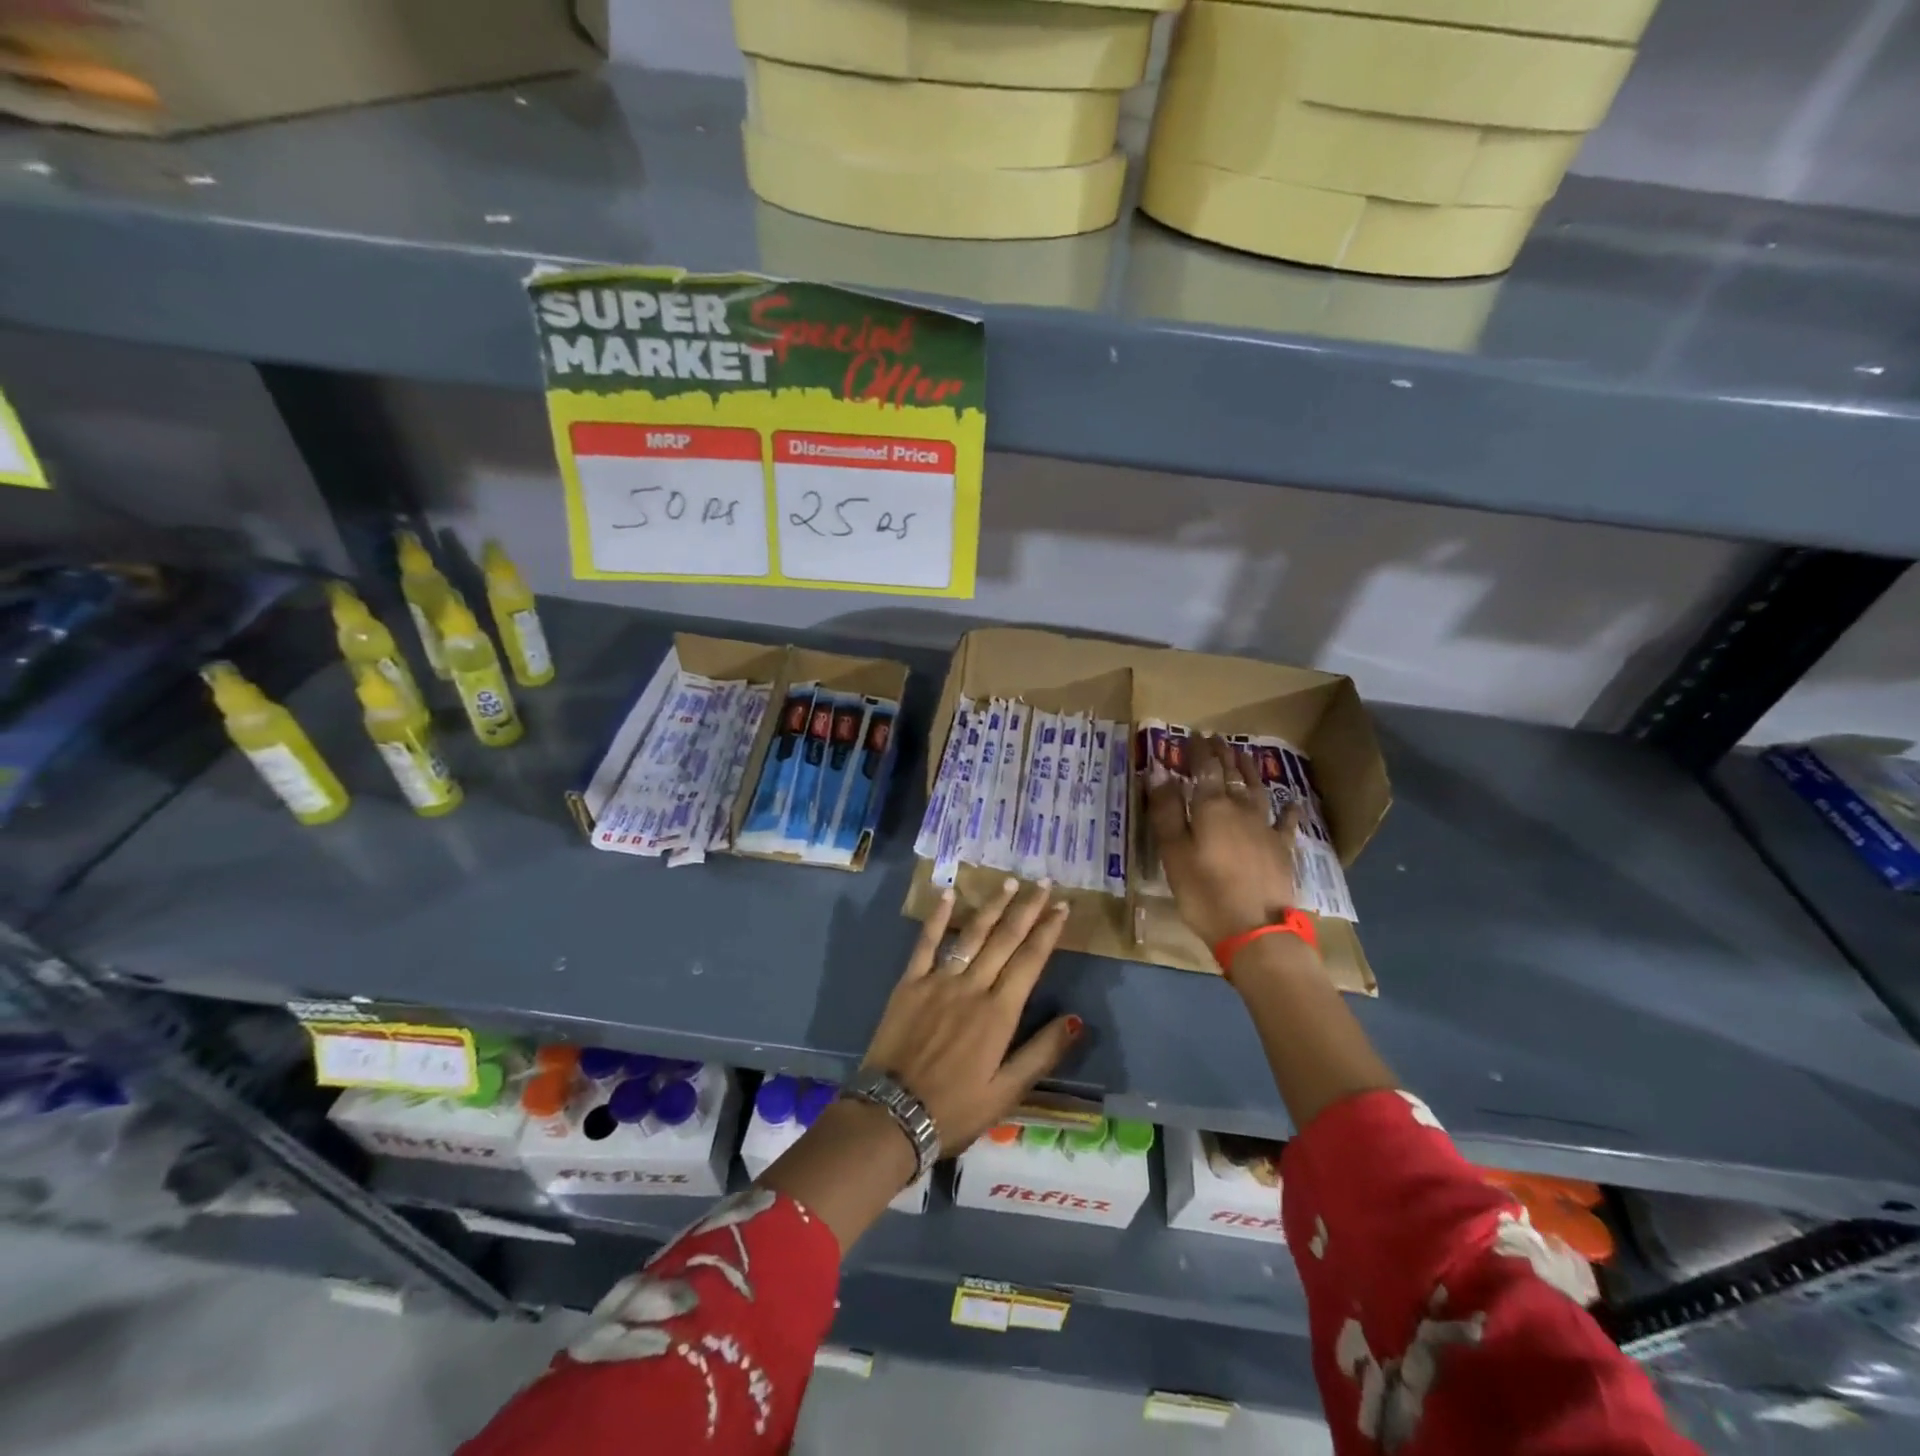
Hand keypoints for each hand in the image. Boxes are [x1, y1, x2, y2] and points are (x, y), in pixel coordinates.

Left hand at [758, 879, 1079, 1252]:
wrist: (893, 1114)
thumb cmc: (955, 1108)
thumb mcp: (1007, 1092)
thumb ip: (1042, 1053)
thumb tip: (1076, 1020)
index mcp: (999, 1013)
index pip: (1030, 961)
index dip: (1048, 932)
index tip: (1063, 908)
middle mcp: (972, 987)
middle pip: (1005, 940)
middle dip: (1027, 909)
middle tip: (1044, 883)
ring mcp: (938, 981)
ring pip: (971, 935)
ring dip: (992, 906)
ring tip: (1009, 882)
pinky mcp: (909, 983)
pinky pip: (926, 943)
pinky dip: (937, 917)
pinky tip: (949, 893)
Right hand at [1147, 733, 1302, 946]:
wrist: (1256, 929)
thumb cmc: (1204, 892)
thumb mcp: (1174, 852)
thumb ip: (1166, 810)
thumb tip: (1158, 770)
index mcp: (1211, 807)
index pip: (1205, 769)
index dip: (1198, 751)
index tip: (1194, 735)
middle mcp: (1240, 809)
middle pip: (1231, 774)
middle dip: (1222, 754)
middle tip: (1217, 738)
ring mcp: (1266, 828)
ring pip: (1257, 790)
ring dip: (1249, 771)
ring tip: (1244, 755)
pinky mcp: (1283, 849)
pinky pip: (1287, 823)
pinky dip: (1289, 809)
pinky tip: (1293, 802)